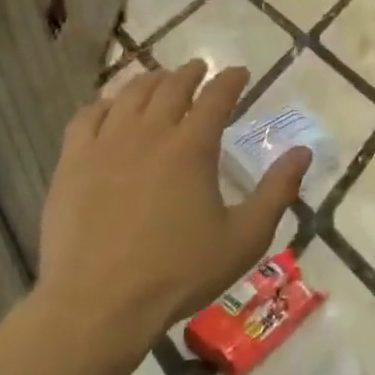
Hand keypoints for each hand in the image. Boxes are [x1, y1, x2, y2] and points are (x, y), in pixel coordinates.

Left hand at [32, 61, 308, 374]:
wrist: (99, 305)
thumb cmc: (179, 273)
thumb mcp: (245, 238)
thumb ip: (277, 191)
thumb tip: (302, 152)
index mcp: (192, 148)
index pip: (216, 97)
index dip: (230, 80)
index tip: (239, 73)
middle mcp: (149, 134)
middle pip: (171, 87)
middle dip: (190, 73)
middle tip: (200, 69)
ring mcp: (105, 145)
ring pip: (129, 95)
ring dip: (150, 81)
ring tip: (160, 80)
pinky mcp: (72, 164)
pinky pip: (87, 117)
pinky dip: (105, 104)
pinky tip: (110, 108)